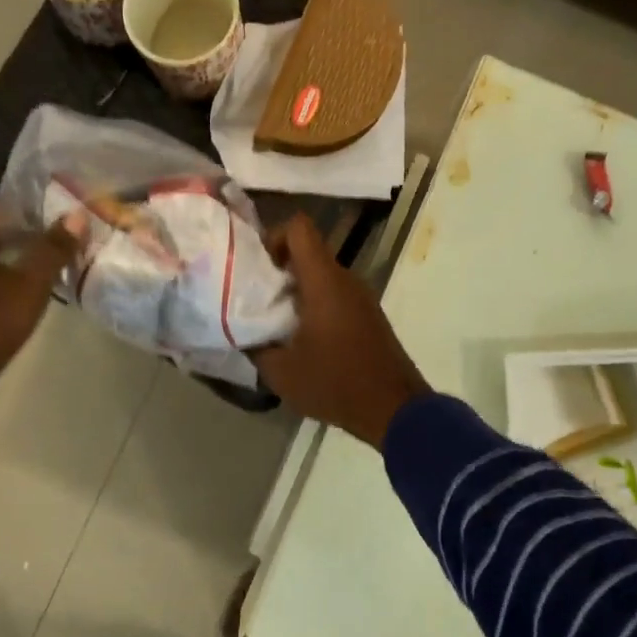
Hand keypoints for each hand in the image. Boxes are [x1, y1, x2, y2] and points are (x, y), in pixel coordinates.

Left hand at [0, 206, 82, 393]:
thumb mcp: (29, 282)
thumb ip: (54, 248)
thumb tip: (77, 216)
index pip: (4, 210)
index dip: (37, 215)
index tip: (66, 224)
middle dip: (29, 239)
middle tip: (64, 245)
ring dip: (16, 262)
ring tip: (51, 269)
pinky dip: (2, 282)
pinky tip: (26, 293)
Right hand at [252, 214, 430, 447]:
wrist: (394, 409)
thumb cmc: (335, 383)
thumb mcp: (281, 372)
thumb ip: (256, 345)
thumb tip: (242, 332)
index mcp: (324, 281)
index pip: (299, 227)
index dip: (273, 236)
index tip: (257, 267)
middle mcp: (345, 279)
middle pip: (307, 251)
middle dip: (278, 268)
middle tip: (255, 298)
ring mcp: (360, 296)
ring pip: (320, 275)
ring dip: (295, 290)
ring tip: (274, 322)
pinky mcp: (368, 315)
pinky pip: (335, 295)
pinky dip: (314, 305)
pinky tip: (301, 339)